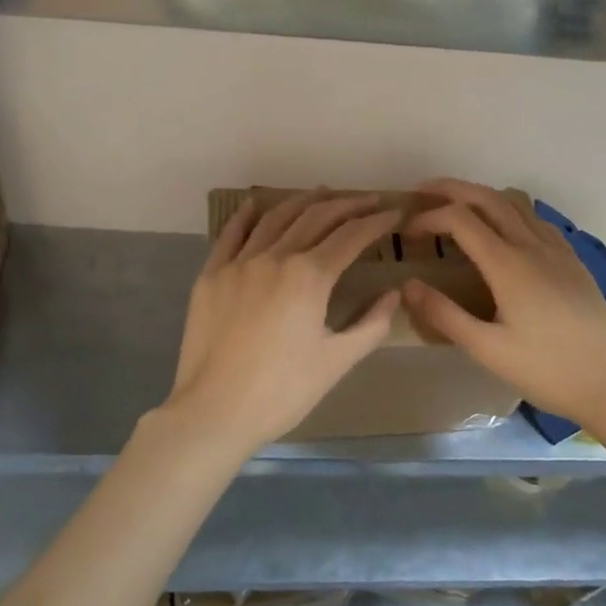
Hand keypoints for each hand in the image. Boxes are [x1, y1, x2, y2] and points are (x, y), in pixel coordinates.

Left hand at [163, 191, 402, 454]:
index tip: (394, 213)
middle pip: (316, 218)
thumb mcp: (337, 361)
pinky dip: (246, 216)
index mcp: (309, 276)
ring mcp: (239, 263)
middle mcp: (274, 258)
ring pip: (276, 219)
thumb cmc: (283, 391)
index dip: (376, 223)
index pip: (350, 237)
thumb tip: (393, 293)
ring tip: (324, 193)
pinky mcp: (211, 275)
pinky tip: (256, 204)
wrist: (214, 412)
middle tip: (368, 200)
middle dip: (346, 205)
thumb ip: (371, 323)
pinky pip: (231, 235)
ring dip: (303, 202)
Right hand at [402, 179, 605, 429]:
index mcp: (508, 264)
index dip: (428, 217)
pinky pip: (536, 219)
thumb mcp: (487, 350)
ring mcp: (557, 249)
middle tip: (421, 194)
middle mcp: (532, 245)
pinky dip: (510, 211)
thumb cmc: (546, 370)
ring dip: (481, 196)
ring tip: (457, 208)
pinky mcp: (573, 260)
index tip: (407, 233)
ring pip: (515, 203)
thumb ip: (444, 315)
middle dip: (451, 189)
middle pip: (487, 197)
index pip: (460, 219)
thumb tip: (407, 286)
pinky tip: (504, 232)